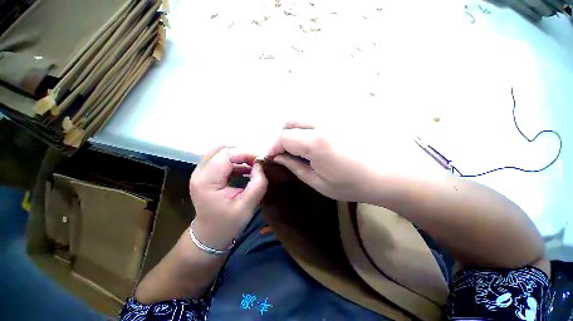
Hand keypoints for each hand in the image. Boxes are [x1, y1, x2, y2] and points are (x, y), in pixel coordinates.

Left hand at [190, 147, 266, 249]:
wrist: (209, 236)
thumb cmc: (227, 224)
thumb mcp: (247, 206)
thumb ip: (257, 184)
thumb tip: (260, 165)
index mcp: (207, 181)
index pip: (226, 155)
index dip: (245, 154)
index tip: (259, 161)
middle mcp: (199, 173)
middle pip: (219, 149)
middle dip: (240, 152)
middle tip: (254, 162)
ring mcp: (199, 173)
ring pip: (219, 153)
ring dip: (237, 156)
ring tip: (252, 165)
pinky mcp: (204, 176)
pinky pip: (219, 160)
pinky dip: (233, 161)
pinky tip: (244, 170)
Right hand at [266, 121, 383, 202]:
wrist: (390, 174)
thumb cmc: (353, 185)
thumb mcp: (319, 183)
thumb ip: (295, 167)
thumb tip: (279, 157)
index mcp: (316, 142)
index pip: (284, 136)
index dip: (274, 146)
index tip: (273, 156)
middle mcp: (324, 122)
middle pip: (291, 120)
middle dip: (283, 135)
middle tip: (287, 151)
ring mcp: (336, 115)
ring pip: (304, 115)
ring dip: (296, 129)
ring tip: (303, 146)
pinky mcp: (344, 114)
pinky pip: (318, 115)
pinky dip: (310, 126)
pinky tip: (318, 139)